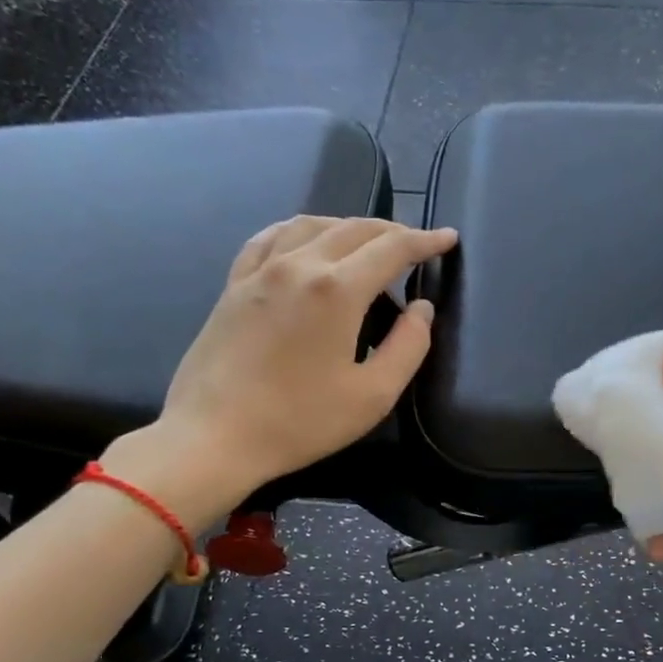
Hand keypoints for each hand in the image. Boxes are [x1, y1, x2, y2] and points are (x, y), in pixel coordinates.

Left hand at [106, 216, 455, 514]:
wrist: (214, 437)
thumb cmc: (300, 423)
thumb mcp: (372, 396)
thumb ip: (408, 347)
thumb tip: (422, 309)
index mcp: (337, 289)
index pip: (392, 248)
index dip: (425, 241)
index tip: (448, 239)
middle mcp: (298, 264)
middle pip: (353, 228)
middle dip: (391, 230)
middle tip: (415, 244)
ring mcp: (260, 271)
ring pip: (311, 224)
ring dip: (348, 225)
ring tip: (367, 241)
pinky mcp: (234, 285)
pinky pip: (270, 238)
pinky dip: (300, 230)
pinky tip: (305, 240)